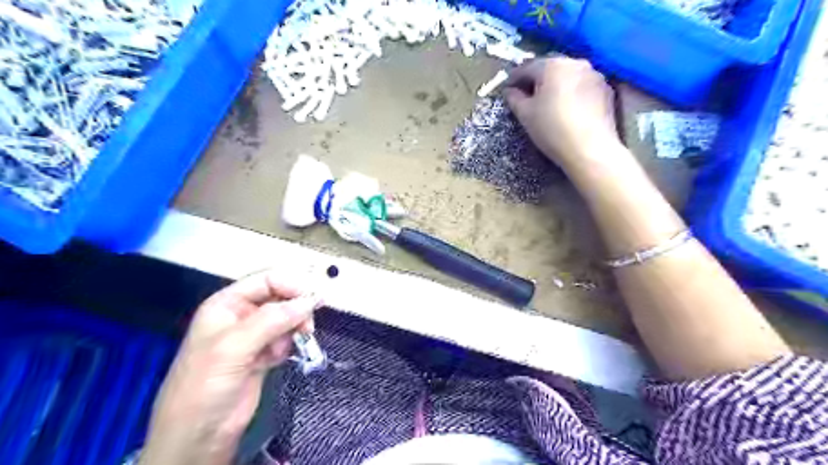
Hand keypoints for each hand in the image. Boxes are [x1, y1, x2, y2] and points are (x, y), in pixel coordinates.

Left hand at [136, 269, 321, 463]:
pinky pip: (286, 338)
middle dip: (295, 309)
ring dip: (293, 329)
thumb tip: (309, 301)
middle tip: (307, 326)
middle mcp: (241, 315)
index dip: (291, 285)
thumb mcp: (233, 347)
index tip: (313, 300)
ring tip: (284, 349)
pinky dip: (288, 345)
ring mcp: (253, 335)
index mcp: (226, 303)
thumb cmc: (204, 386)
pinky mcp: (264, 354)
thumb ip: (272, 319)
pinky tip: (276, 359)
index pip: (267, 280)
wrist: (199, 436)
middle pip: (280, 298)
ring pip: (287, 318)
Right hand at [504, 58, 619, 174]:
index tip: (507, 90)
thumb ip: (514, 99)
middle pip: (549, 67)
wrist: (590, 149)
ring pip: (567, 74)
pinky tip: (567, 107)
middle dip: (536, 79)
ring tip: (548, 101)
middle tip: (526, 95)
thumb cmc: (552, 130)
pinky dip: (571, 91)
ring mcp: (594, 74)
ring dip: (555, 84)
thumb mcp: (525, 115)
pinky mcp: (606, 89)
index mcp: (552, 65)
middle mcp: (575, 63)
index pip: (527, 67)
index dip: (513, 78)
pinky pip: (582, 85)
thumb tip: (510, 91)